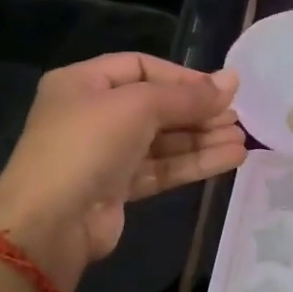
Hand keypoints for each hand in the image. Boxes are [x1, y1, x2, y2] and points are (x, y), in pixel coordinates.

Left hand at [0, 54, 245, 285]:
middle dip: (198, 112)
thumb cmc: (87, 146)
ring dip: (202, 139)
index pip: (141, 67)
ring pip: (162, 140)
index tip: (221, 89)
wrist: (49, 223)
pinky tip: (230, 159)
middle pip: (155, 106)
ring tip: (243, 140)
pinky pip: (161, 168)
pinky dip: (194, 163)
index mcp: (83, 83)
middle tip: (238, 117)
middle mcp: (92, 114)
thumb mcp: (138, 106)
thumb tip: (233, 80)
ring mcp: (104, 154)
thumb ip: (187, 96)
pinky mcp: (117, 188)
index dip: (182, 77)